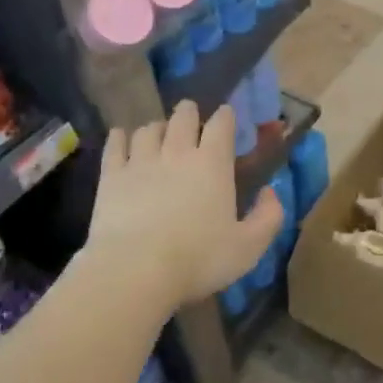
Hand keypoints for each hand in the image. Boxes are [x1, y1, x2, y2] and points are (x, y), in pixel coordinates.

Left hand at [85, 101, 283, 308]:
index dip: (225, 116)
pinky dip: (120, 137)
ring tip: (159, 133)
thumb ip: (268, 216)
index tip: (226, 115)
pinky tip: (120, 136)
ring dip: (157, 127)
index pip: (221, 125)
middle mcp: (177, 153)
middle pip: (183, 118)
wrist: (136, 270)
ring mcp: (140, 161)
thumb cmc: (199, 259)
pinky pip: (115, 145)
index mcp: (212, 164)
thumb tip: (270, 192)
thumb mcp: (249, 246)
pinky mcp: (111, 176)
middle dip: (189, 113)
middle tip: (190, 116)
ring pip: (148, 129)